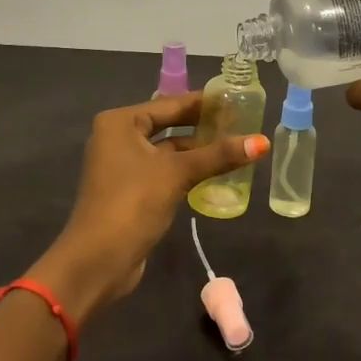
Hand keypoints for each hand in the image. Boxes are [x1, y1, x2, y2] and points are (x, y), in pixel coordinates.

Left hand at [31, 94, 269, 324]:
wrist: (98, 260)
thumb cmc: (133, 202)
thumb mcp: (177, 174)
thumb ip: (218, 156)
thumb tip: (262, 142)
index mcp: (120, 122)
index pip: (170, 104)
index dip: (203, 103)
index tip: (235, 101)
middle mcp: (117, 138)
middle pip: (168, 125)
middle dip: (202, 127)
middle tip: (240, 123)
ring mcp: (122, 166)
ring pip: (166, 151)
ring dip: (196, 152)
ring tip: (234, 148)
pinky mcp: (130, 190)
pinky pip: (163, 171)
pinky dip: (186, 171)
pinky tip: (214, 174)